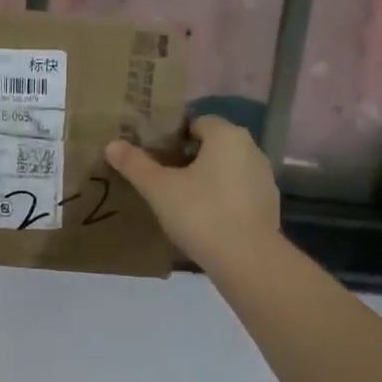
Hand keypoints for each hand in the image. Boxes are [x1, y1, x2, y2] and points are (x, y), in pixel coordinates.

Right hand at [105, 115, 279, 266]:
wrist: (246, 259)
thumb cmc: (201, 213)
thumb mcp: (159, 188)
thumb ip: (135, 164)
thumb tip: (112, 144)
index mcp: (227, 136)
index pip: (197, 122)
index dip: (174, 135)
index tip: (154, 154)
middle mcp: (251, 149)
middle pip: (213, 145)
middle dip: (188, 157)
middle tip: (161, 176)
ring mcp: (264, 178)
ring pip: (227, 169)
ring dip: (206, 179)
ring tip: (180, 199)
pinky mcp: (269, 206)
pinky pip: (238, 193)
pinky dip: (222, 199)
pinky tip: (204, 219)